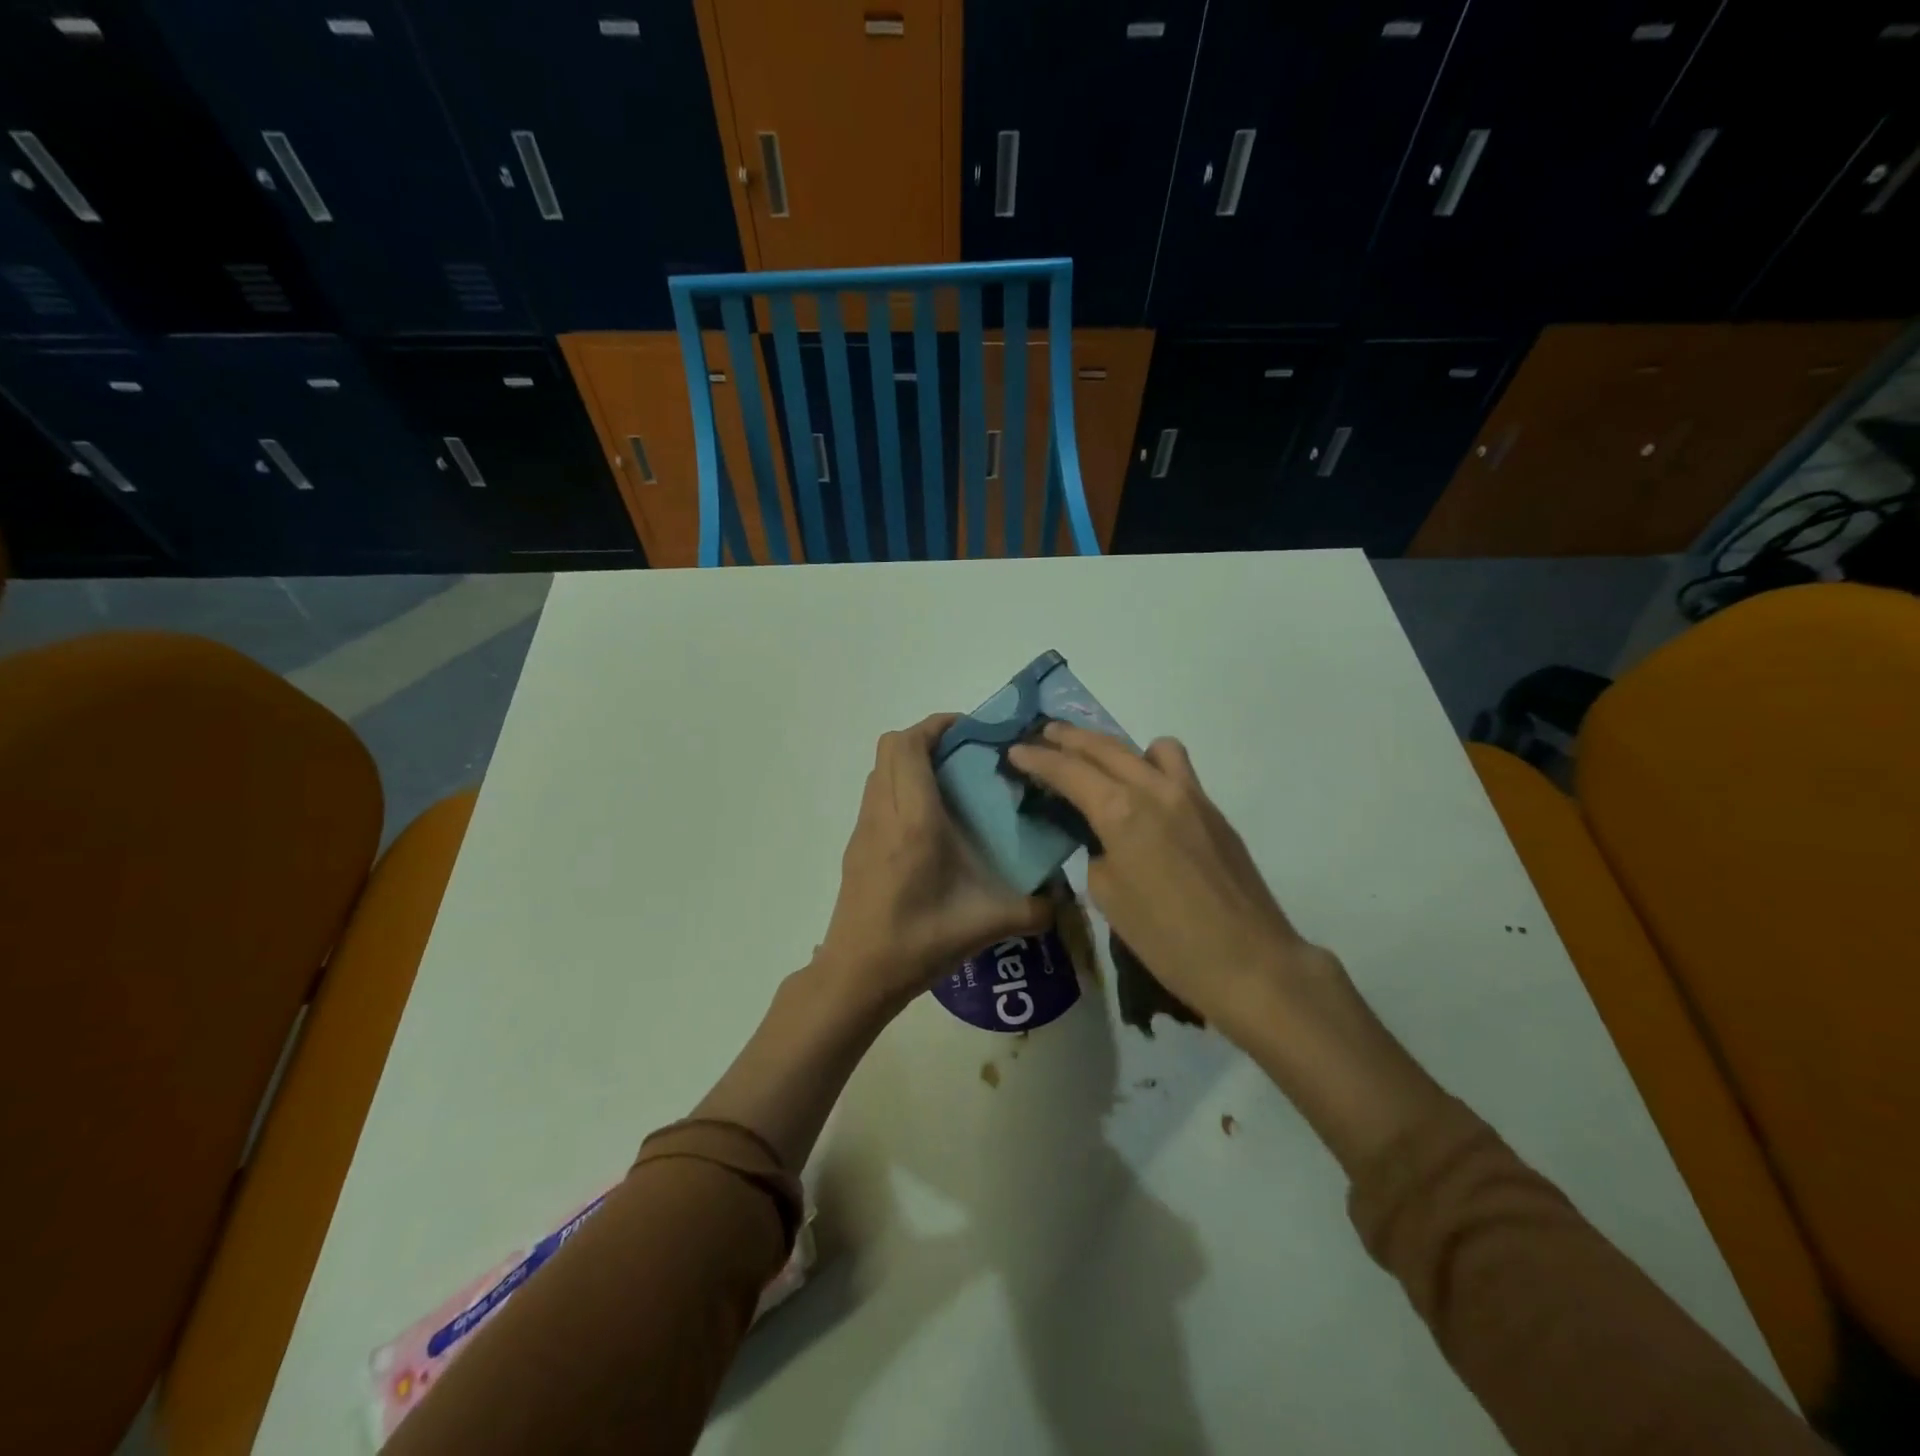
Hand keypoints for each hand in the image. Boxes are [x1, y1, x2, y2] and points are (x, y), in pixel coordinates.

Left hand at [817, 714, 1051, 1012]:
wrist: (856, 975)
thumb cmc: (917, 942)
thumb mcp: (984, 926)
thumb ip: (1032, 911)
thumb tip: (1063, 902)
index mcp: (913, 821)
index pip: (910, 746)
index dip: (937, 725)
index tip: (971, 729)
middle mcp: (883, 814)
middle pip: (890, 747)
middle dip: (926, 736)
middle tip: (964, 753)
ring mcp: (864, 829)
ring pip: (880, 769)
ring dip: (910, 761)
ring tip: (950, 782)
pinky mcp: (857, 846)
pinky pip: (876, 795)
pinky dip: (899, 786)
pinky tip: (929, 823)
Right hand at [1007, 722, 1334, 1037]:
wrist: (1249, 962)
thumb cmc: (1167, 940)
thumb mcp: (1109, 899)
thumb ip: (1097, 854)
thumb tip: (1105, 839)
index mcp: (1120, 812)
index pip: (1068, 771)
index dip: (1037, 759)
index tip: (1015, 751)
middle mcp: (1154, 790)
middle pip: (1104, 747)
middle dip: (1068, 738)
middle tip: (1043, 734)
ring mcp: (1190, 795)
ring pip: (1148, 747)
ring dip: (1115, 746)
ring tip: (1099, 762)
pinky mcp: (1213, 810)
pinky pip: (1176, 769)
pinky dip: (1151, 766)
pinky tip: (1143, 794)